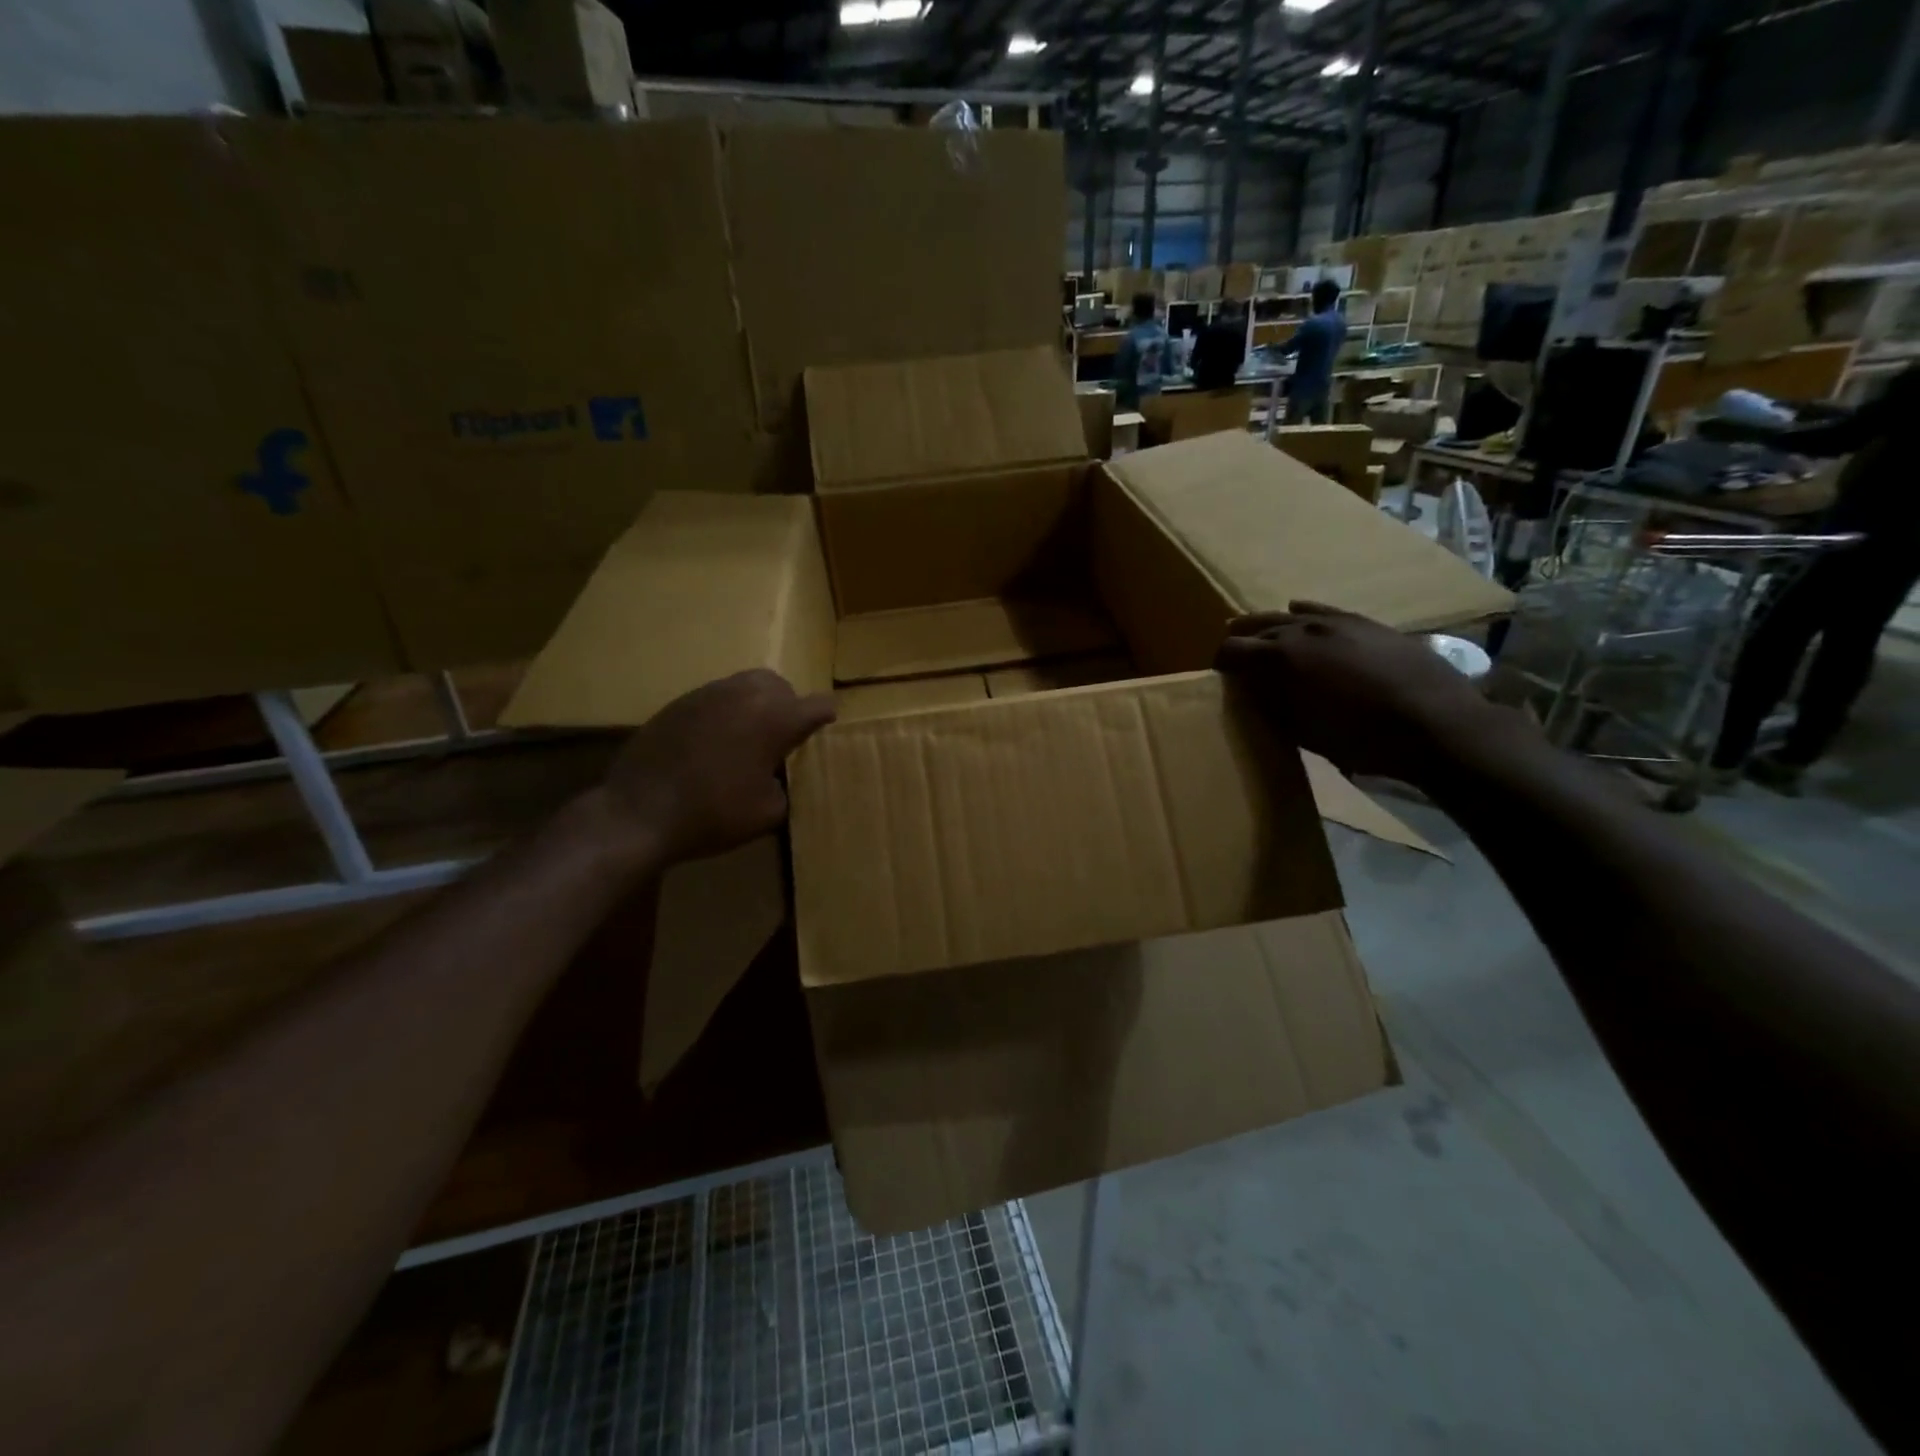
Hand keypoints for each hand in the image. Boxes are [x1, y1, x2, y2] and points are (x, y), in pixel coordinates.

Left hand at [598, 670, 835, 865]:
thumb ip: (783, 786)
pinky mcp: (677, 704)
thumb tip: (774, 776)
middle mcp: (744, 695)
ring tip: (748, 737)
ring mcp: (707, 695)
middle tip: (783, 733)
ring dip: (754, 705)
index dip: (825, 715)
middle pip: (779, 684)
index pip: (816, 705)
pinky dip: (723, 713)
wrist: (639, 811)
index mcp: (775, 718)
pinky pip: (713, 698)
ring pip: (744, 685)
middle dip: (787, 704)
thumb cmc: (713, 814)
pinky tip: (713, 744)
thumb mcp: (768, 813)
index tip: (826, 723)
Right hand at [1216, 602, 1505, 787]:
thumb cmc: (1362, 739)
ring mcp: (1337, 621)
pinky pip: (1324, 609)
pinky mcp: (1366, 623)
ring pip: (1290, 615)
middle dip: (1241, 639)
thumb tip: (1252, 690)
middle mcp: (1304, 630)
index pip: (1233, 650)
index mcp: (1281, 658)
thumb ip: (1273, 705)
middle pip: (1258, 626)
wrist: (1437, 725)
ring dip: (1270, 625)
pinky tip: (1299, 612)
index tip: (1218, 675)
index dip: (1221, 661)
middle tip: (1232, 654)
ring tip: (1259, 634)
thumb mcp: (1304, 731)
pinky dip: (1305, 613)